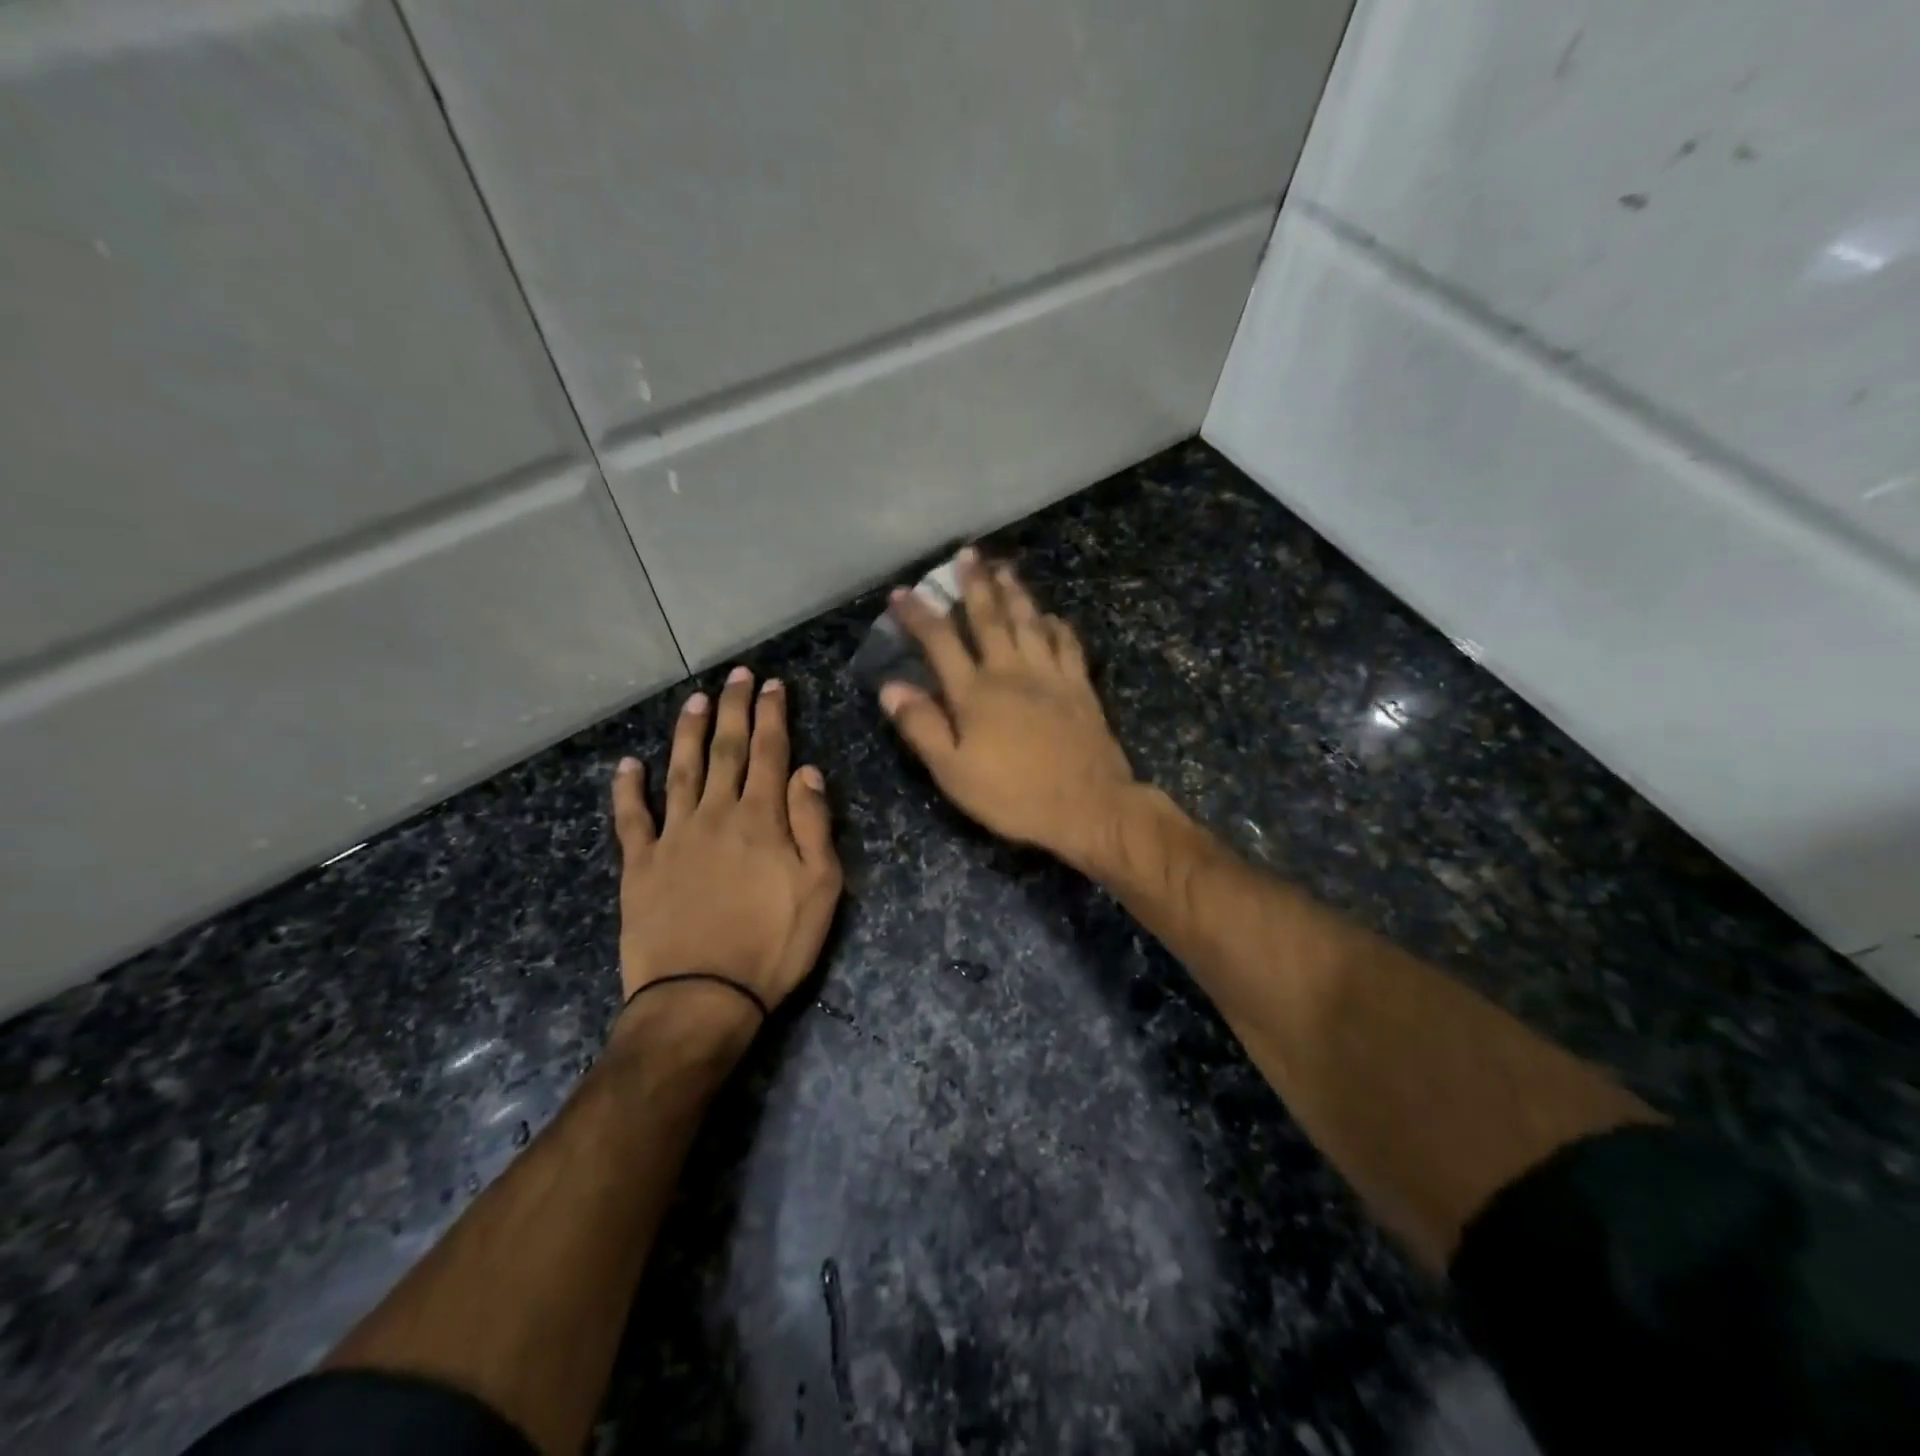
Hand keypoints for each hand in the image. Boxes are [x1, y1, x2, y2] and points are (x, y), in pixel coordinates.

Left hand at [611, 668, 841, 1039]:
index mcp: (762, 819)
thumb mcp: (821, 888)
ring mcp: (673, 837)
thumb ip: (813, 825)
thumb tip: (807, 771)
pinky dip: (627, 789)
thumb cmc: (773, 945)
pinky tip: (627, 765)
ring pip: (681, 771)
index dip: (772, 715)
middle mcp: (716, 815)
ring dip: (688, 733)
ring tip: (693, 700)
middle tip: (737, 674)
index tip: (772, 684)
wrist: (702, 998)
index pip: (770, 753)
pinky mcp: (640, 865)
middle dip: (733, 708)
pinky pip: (631, 818)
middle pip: (726, 750)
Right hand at [879, 549, 1137, 866]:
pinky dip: (1057, 626)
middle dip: (974, 584)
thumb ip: (922, 726)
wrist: (1088, 807)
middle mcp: (1011, 672)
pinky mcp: (1080, 687)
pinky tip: (1053, 617)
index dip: (919, 614)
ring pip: (1029, 622)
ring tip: (1005, 567)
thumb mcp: (954, 772)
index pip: (940, 642)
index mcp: (975, 692)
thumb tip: (891, 686)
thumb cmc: (1014, 795)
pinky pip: (1068, 645)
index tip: (901, 592)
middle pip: (989, 618)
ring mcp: (1050, 675)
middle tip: (967, 554)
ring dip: (1015, 593)